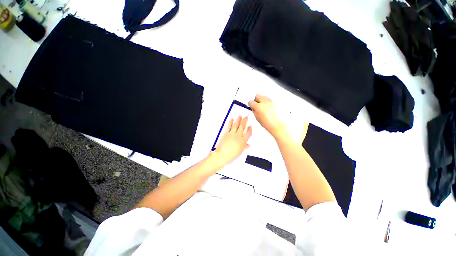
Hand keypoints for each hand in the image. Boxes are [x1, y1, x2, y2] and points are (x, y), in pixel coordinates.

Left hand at [213, 116, 251, 165]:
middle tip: (246, 116)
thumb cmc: (231, 155)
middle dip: (244, 121)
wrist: (222, 155)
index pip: (248, 133)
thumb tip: (247, 145)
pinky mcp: (226, 133)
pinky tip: (231, 119)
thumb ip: (244, 147)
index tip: (250, 126)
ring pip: (236, 125)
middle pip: (242, 127)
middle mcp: (238, 136)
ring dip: (238, 120)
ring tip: (240, 116)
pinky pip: (229, 126)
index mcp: (243, 141)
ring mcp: (232, 134)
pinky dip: (230, 122)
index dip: (250, 129)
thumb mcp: (240, 152)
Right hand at [248, 95, 287, 138]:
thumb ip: (254, 111)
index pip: (251, 102)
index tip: (251, 106)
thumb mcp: (257, 118)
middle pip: (257, 96)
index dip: (250, 104)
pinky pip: (269, 99)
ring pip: (264, 96)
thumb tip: (253, 108)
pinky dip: (268, 102)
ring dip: (262, 100)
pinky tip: (269, 107)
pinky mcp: (276, 101)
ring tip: (263, 107)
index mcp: (258, 107)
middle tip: (257, 105)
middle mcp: (264, 102)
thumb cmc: (268, 124)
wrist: (278, 125)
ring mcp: (271, 101)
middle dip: (256, 100)